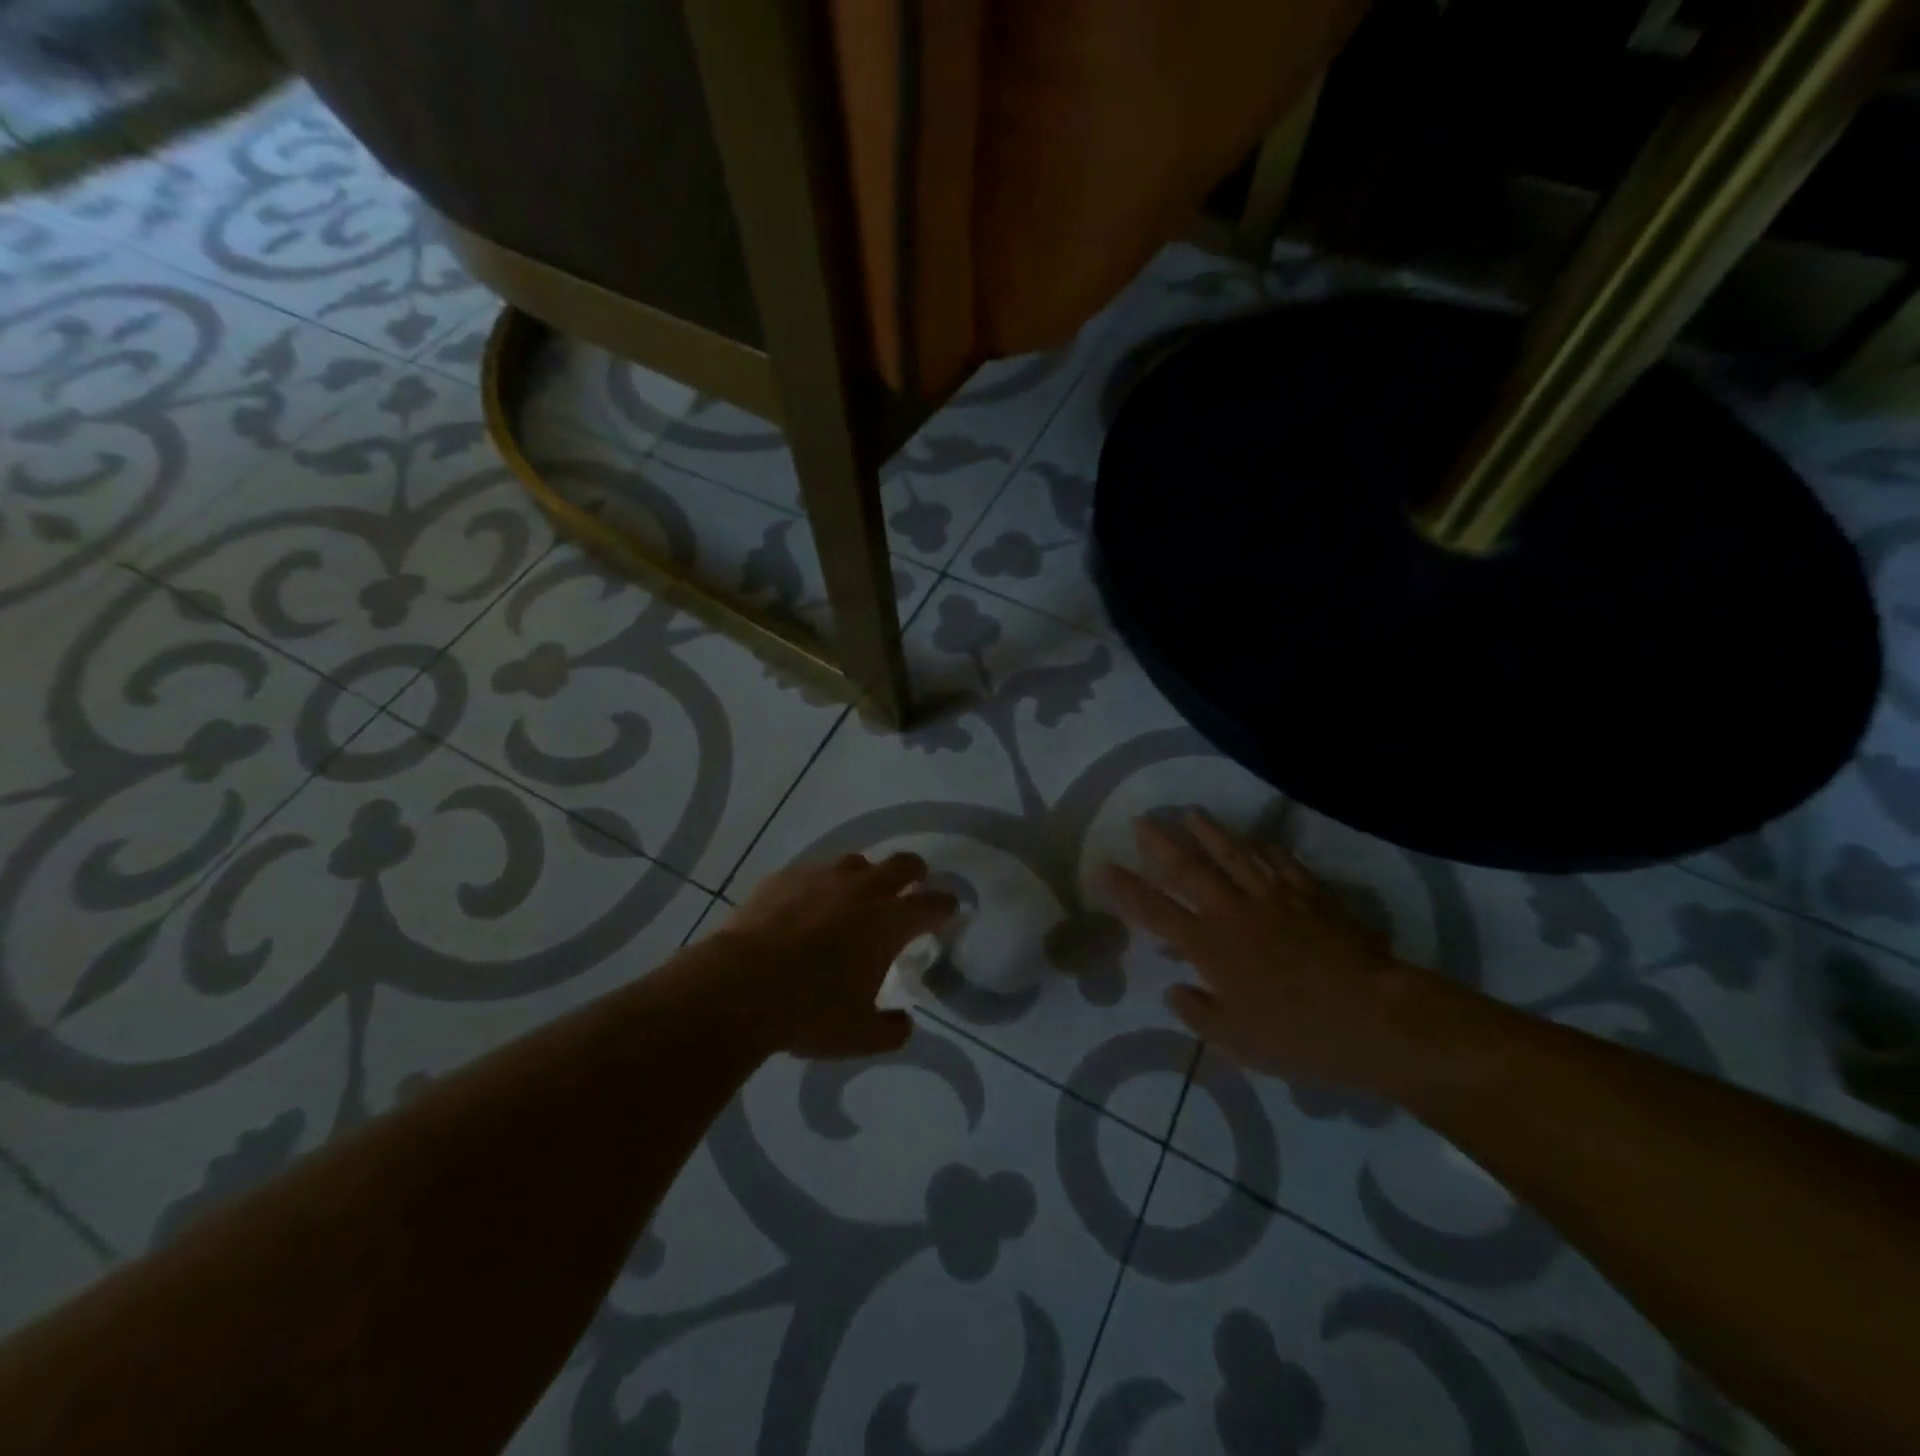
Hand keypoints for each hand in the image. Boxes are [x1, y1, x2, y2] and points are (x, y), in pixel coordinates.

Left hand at [714, 851, 957, 1058]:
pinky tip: (808, 903)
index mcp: (889, 922)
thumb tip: (904, 1023)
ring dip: (865, 875)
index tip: (949, 907)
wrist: (741, 985)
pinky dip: (820, 884)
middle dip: (914, 872)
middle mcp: (862, 889)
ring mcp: (822, 877)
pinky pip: (813, 871)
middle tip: (913, 883)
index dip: (945, 905)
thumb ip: (890, 1030)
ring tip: (856, 894)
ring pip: (856, 862)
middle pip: (901, 864)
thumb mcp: (858, 1036)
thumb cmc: (810, 1011)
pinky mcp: (785, 877)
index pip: (932, 904)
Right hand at [1106, 812, 1448, 1094]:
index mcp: (1210, 948)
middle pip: (1190, 871)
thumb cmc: (1300, 1036)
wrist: (1376, 1018)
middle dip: (1162, 845)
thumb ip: (1198, 1013)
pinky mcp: (1311, 897)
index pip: (1156, 912)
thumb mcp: (1237, 1042)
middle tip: (1143, 820)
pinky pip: (1282, 864)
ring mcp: (1274, 899)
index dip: (1126, 889)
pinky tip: (1258, 839)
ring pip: (1235, 856)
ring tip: (1192, 813)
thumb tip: (1173, 988)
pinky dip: (1266, 849)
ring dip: (1210, 833)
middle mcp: (1234, 913)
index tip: (1104, 867)